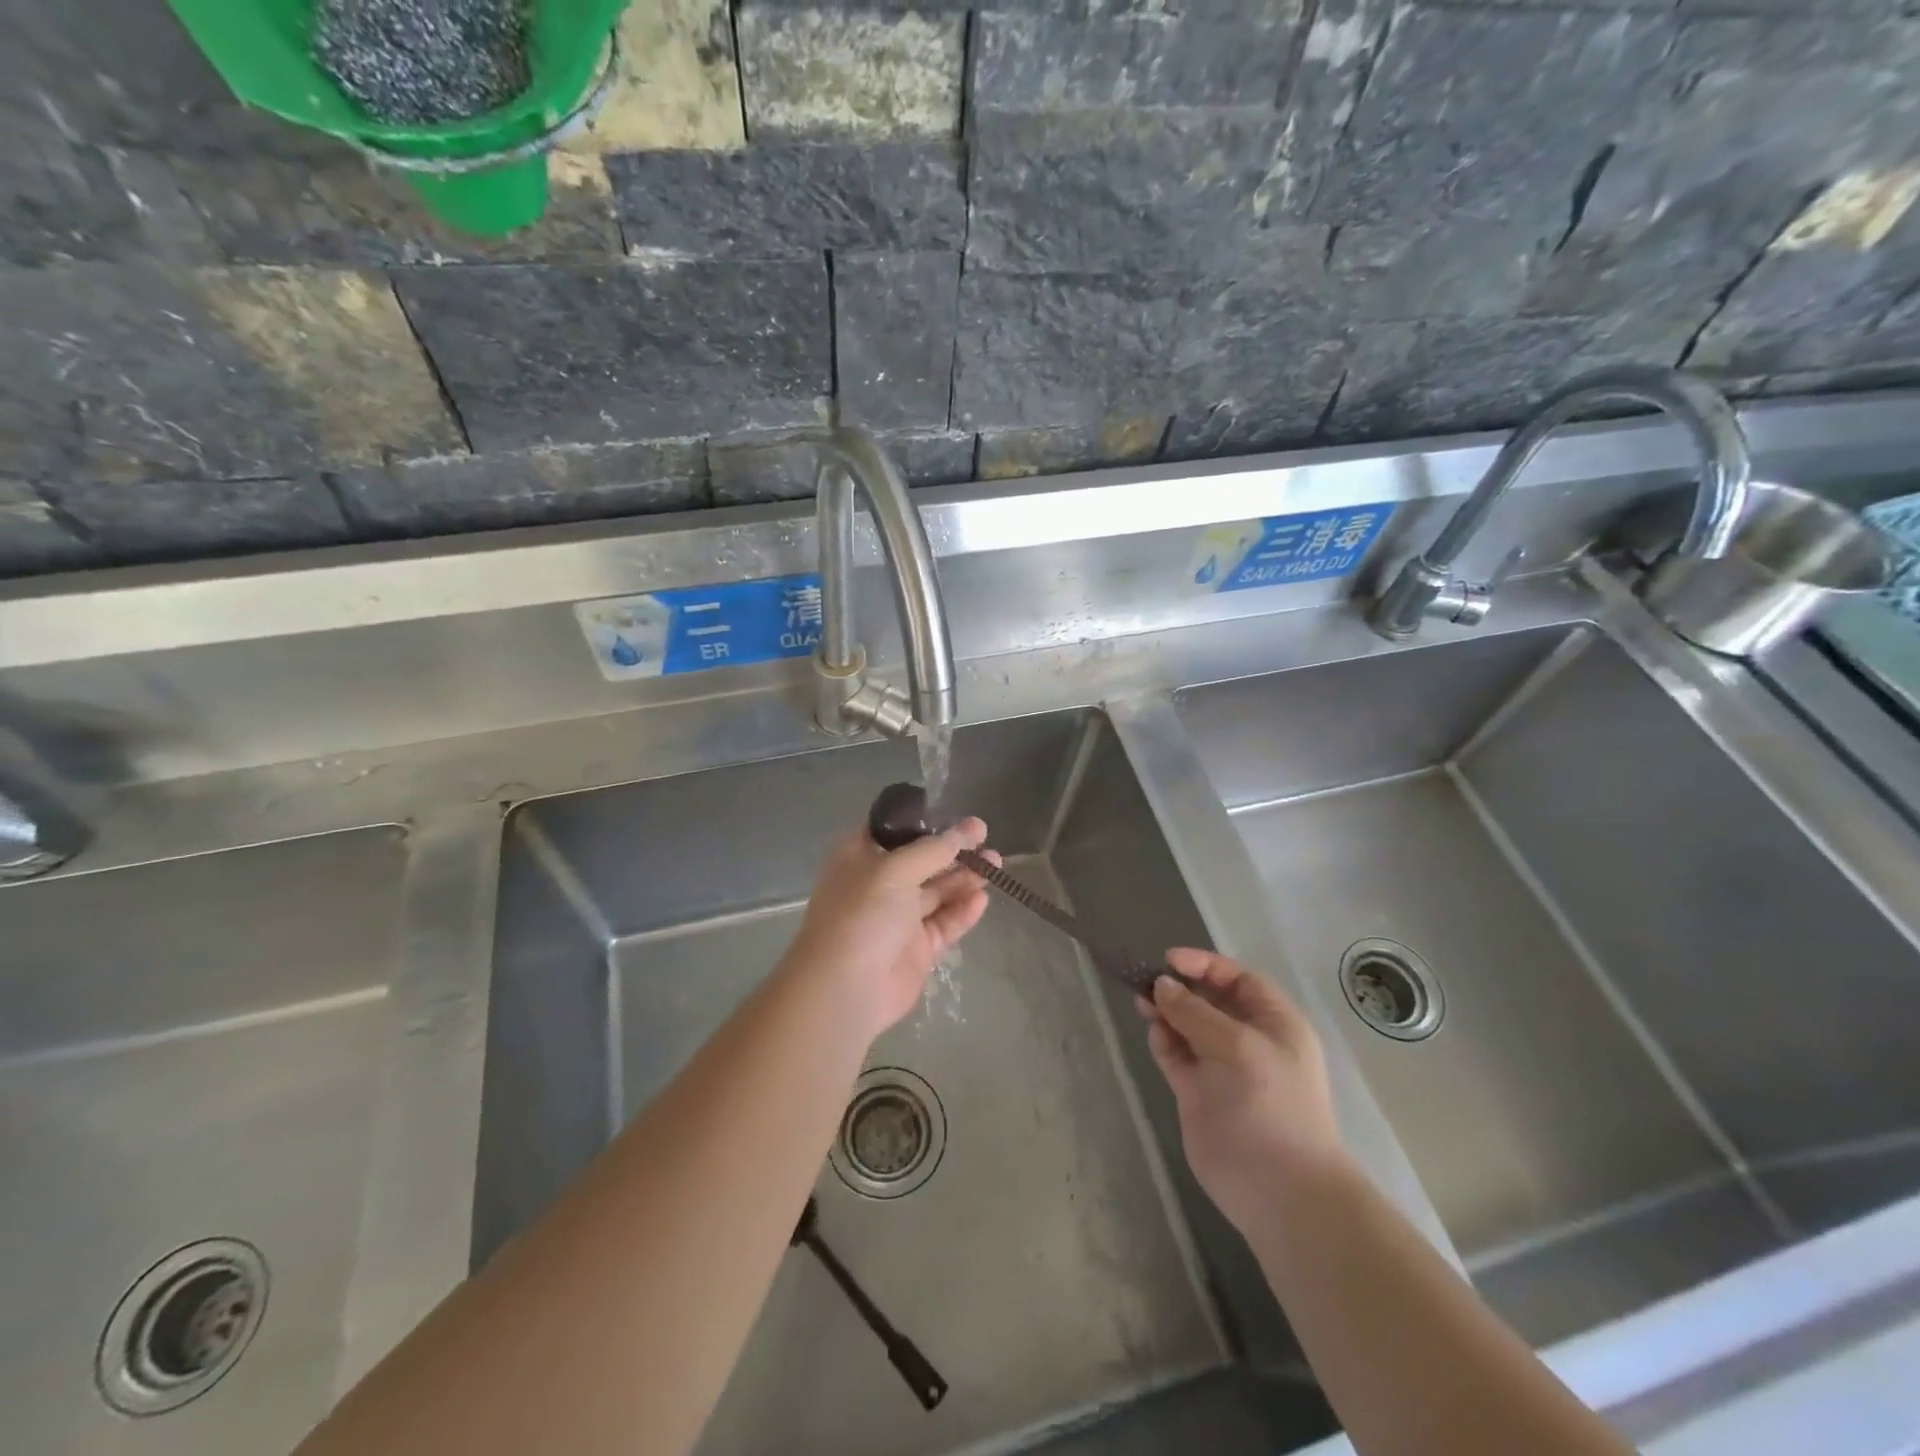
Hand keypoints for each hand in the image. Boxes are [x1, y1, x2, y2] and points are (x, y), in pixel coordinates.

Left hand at [781, 815, 996, 1040]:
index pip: (892, 829)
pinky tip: (983, 898)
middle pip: (922, 860)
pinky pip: (945, 923)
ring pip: (937, 891)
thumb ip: (935, 849)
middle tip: (986, 836)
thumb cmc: (862, 914)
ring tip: (996, 862)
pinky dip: (963, 910)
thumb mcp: (896, 869)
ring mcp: (898, 918)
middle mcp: (877, 884)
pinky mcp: (917, 949)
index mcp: (858, 856)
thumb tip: (968, 829)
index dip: (923, 821)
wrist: (844, 989)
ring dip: (965, 876)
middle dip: (953, 849)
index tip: (955, 814)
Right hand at [1137, 948, 1346, 1230]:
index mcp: (1274, 1023)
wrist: (1278, 1189)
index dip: (1205, 965)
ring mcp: (1222, 1068)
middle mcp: (1249, 1041)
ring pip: (1188, 1026)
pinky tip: (1154, 1032)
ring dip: (1166, 1012)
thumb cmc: (1269, 1103)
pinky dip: (1164, 1041)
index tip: (1168, 959)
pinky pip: (1177, 1055)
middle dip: (1180, 988)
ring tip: (1142, 1002)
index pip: (1237, 979)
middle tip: (1146, 981)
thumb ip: (1194, 1011)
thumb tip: (1162, 985)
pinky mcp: (1198, 1092)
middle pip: (1209, 1001)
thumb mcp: (1236, 1044)